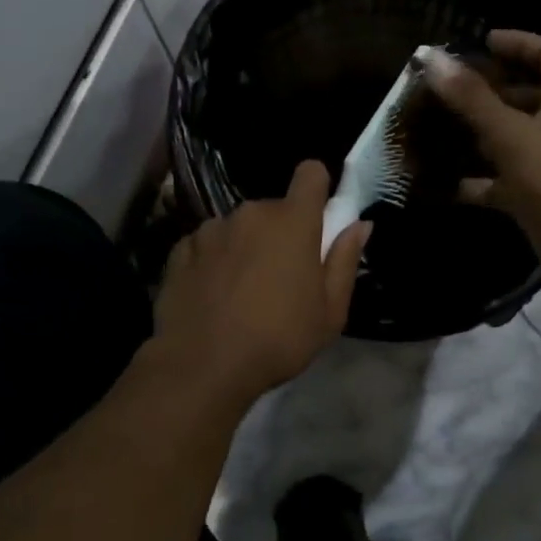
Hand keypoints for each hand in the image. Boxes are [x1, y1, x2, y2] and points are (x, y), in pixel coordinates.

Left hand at [153, 161, 371, 406]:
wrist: (201, 366)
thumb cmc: (277, 340)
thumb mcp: (329, 312)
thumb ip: (344, 261)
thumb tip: (360, 225)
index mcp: (293, 222)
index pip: (310, 173)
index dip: (317, 187)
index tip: (317, 216)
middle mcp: (251, 213)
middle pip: (274, 209)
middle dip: (280, 233)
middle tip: (281, 278)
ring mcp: (211, 228)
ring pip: (238, 227)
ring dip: (245, 247)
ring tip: (240, 292)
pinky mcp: (180, 248)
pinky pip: (207, 244)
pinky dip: (213, 261)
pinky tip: (212, 296)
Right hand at [423, 30, 540, 278]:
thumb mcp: (511, 134)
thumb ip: (471, 98)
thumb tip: (431, 56)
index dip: (519, 42)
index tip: (482, 42)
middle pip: (530, 95)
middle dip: (492, 88)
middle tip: (452, 86)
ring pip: (515, 137)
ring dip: (481, 132)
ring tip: (440, 126)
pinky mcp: (540, 196)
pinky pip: (504, 179)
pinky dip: (477, 179)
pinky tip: (443, 181)